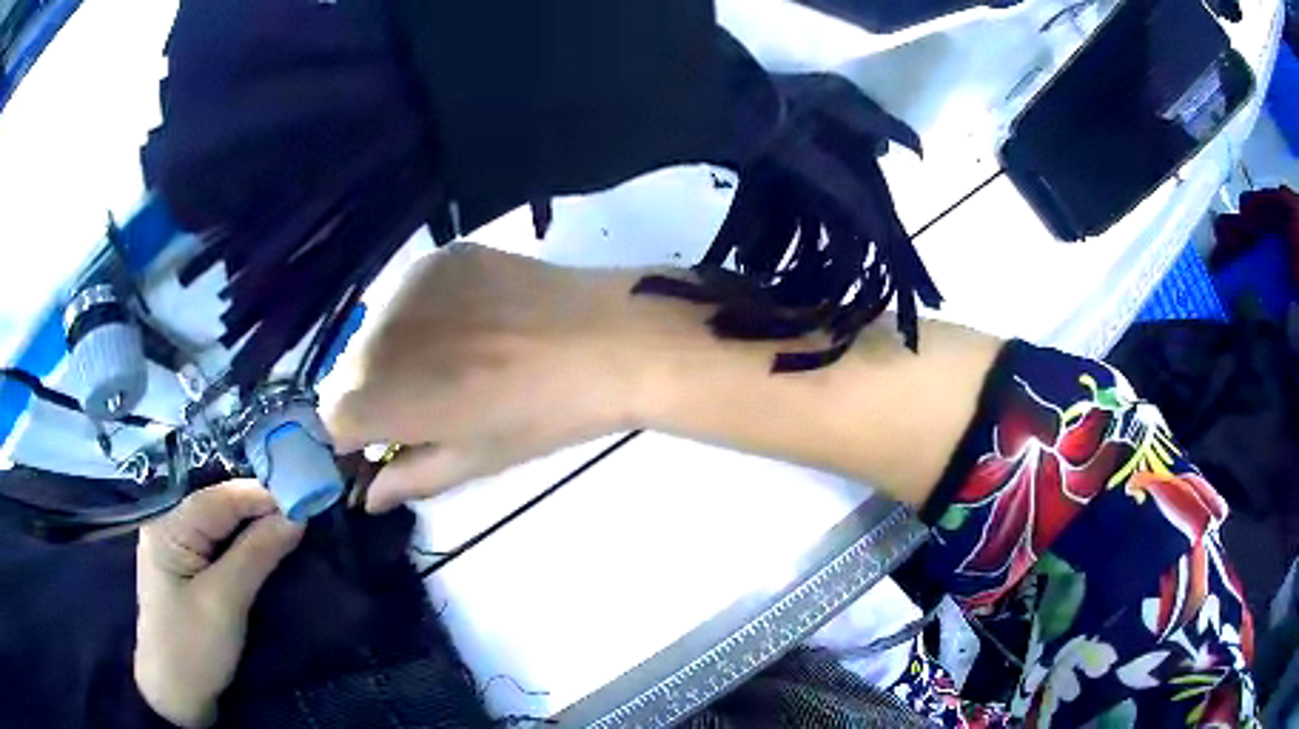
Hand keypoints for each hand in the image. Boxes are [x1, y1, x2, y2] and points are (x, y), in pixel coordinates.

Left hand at [135, 481, 304, 727]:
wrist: (177, 695)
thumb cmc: (194, 648)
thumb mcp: (226, 602)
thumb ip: (256, 555)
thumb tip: (295, 517)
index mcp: (167, 527)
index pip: (218, 498)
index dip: (260, 494)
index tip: (303, 496)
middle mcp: (168, 527)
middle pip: (218, 508)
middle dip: (259, 509)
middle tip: (303, 511)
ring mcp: (176, 549)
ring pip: (219, 526)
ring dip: (253, 527)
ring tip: (291, 526)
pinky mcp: (187, 571)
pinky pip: (218, 546)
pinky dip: (243, 545)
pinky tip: (263, 546)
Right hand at [325, 244, 664, 511]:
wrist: (608, 340)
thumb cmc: (543, 416)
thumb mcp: (474, 460)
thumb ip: (408, 477)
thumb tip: (368, 497)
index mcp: (382, 396)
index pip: (330, 420)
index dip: (353, 438)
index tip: (382, 442)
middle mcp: (378, 335)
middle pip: (346, 373)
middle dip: (370, 395)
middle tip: (423, 403)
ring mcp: (408, 286)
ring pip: (373, 330)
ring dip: (393, 352)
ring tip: (452, 359)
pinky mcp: (439, 255)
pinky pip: (407, 294)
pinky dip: (420, 314)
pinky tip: (468, 322)